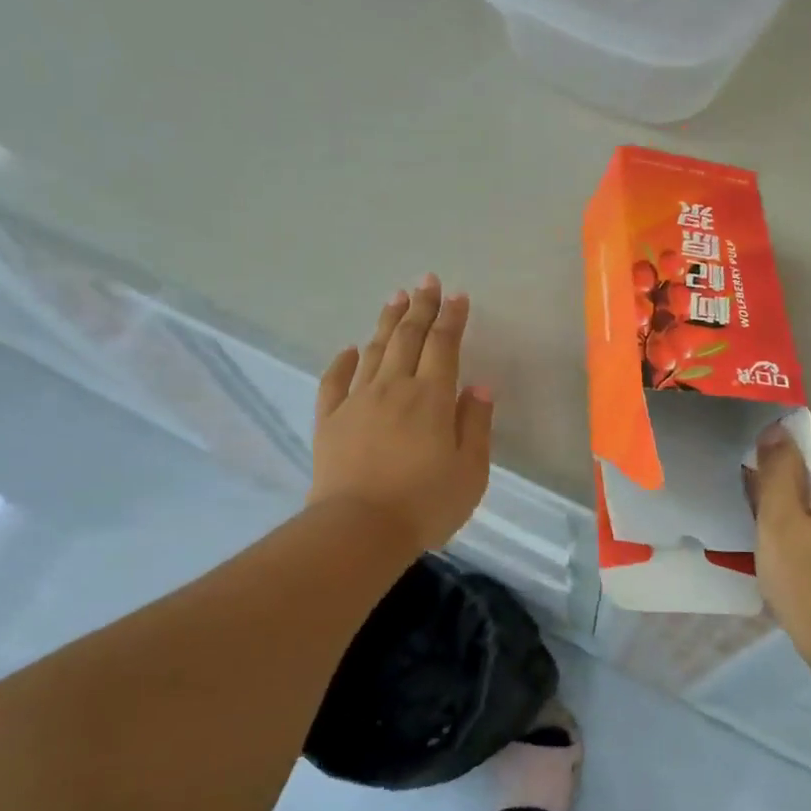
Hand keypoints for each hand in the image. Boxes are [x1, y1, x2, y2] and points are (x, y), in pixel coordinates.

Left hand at [311, 276, 493, 551]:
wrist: (359, 530)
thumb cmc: (425, 504)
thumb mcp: (470, 471)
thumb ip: (476, 425)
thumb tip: (479, 387)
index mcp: (432, 398)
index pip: (444, 345)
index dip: (452, 318)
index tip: (458, 295)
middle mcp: (394, 388)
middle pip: (408, 337)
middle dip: (420, 307)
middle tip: (426, 281)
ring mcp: (357, 402)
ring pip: (374, 351)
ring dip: (386, 322)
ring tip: (395, 298)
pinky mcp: (330, 421)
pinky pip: (334, 382)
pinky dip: (343, 362)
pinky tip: (349, 350)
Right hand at [750, 420, 810, 647]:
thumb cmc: (810, 581)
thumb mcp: (779, 522)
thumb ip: (777, 470)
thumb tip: (777, 432)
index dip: (785, 438)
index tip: (756, 459)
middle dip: (795, 465)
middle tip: (758, 488)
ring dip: (806, 487)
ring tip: (773, 511)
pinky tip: (798, 530)